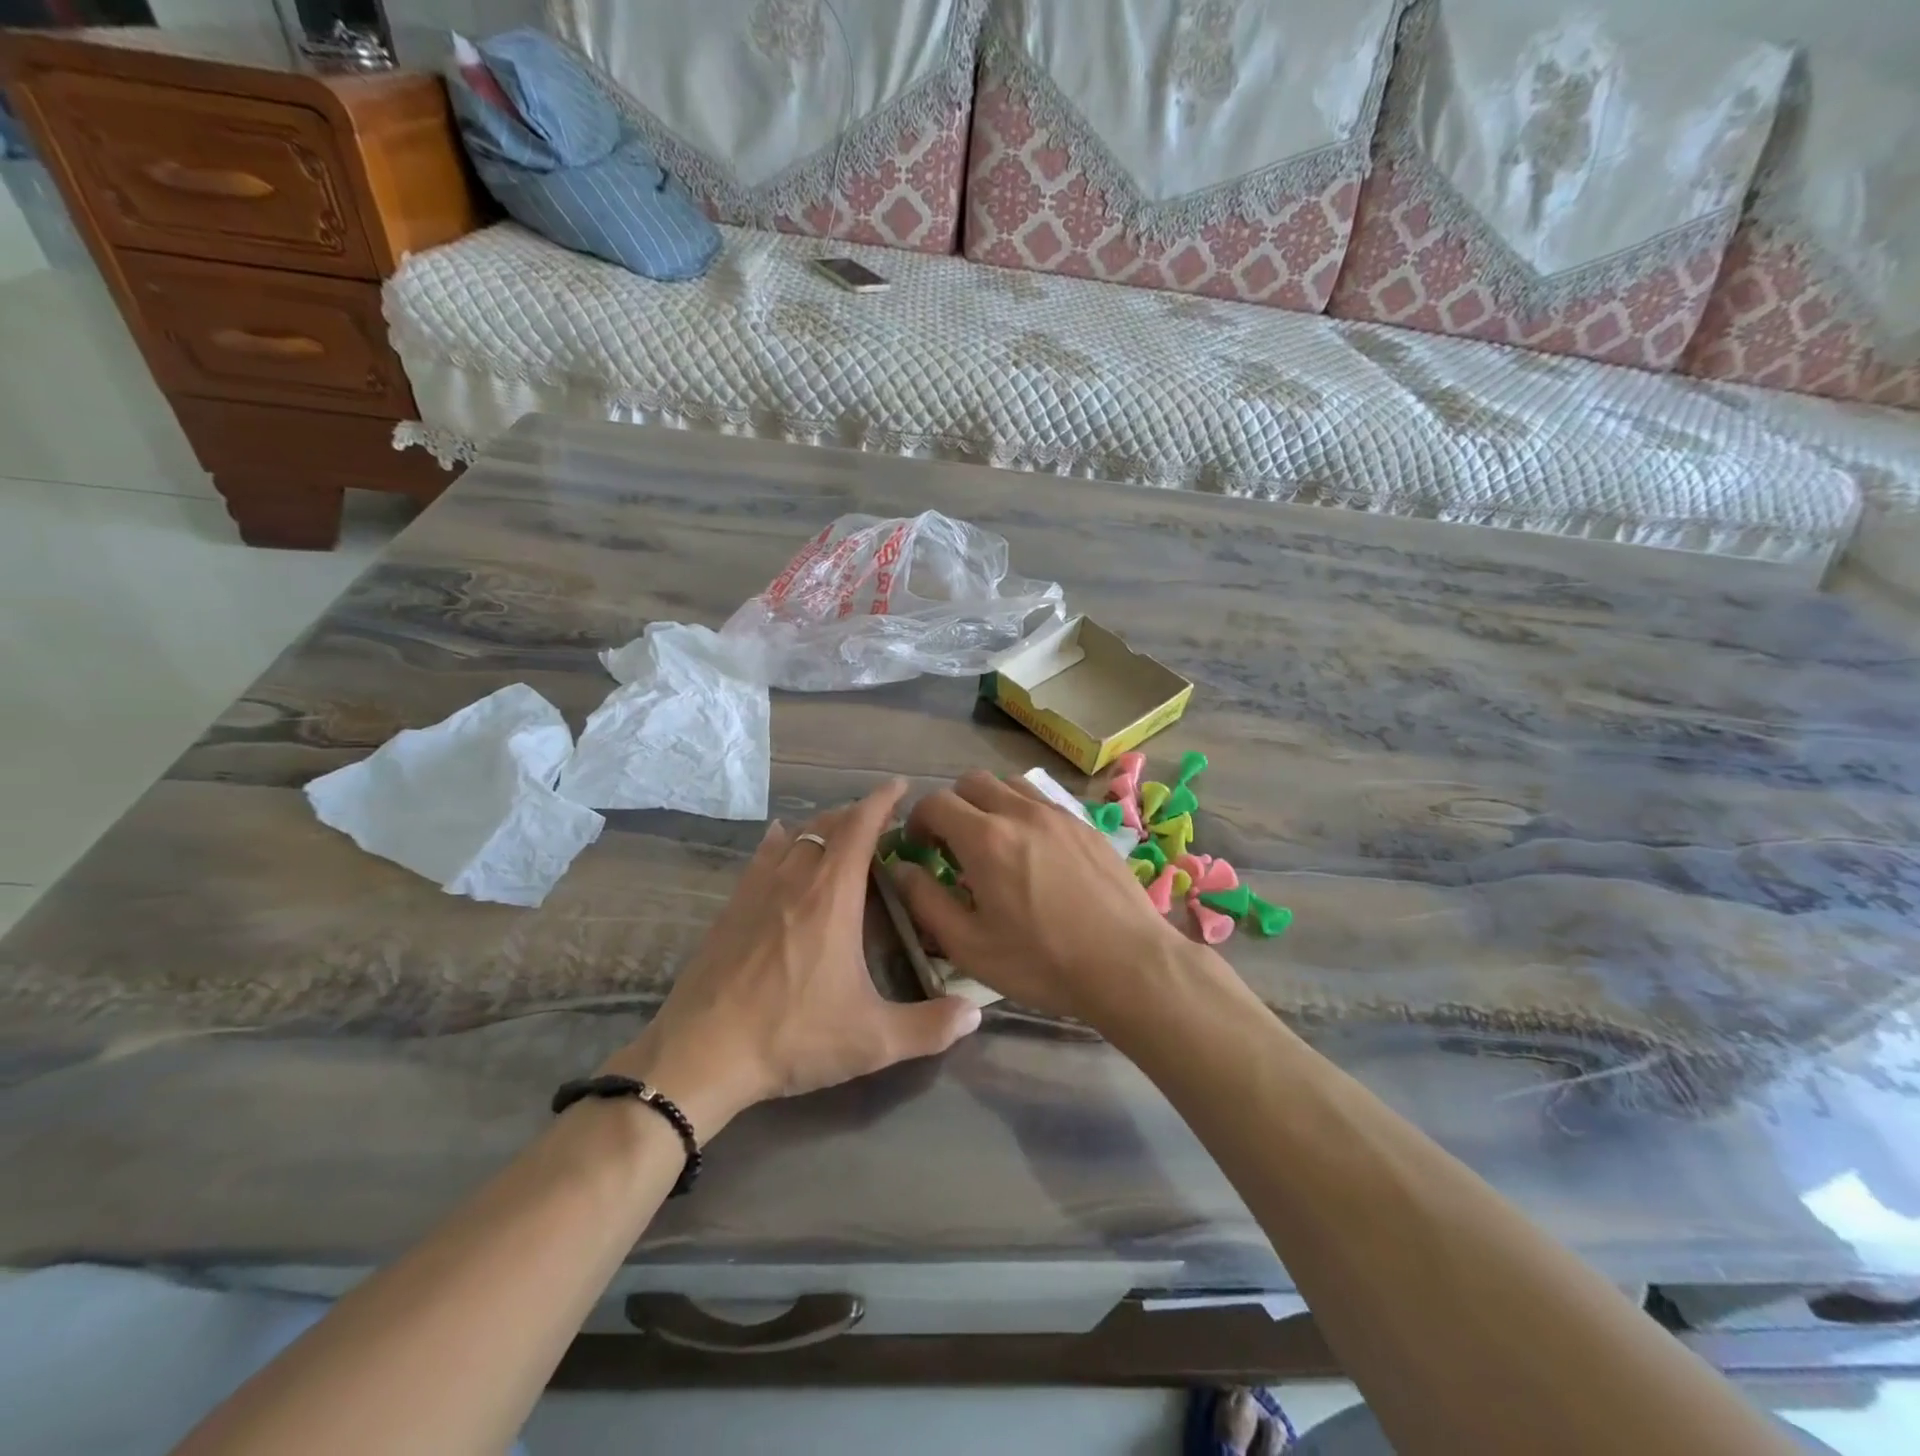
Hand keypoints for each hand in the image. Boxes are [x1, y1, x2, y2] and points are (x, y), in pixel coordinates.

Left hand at [604, 780, 981, 1140]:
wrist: (701, 1054)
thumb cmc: (793, 1036)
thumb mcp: (872, 1040)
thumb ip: (930, 1027)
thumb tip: (975, 1012)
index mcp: (832, 895)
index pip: (861, 826)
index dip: (882, 800)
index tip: (900, 786)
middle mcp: (795, 879)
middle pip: (828, 824)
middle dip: (857, 814)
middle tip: (881, 822)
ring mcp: (757, 889)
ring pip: (795, 836)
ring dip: (822, 826)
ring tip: (841, 833)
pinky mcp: (731, 907)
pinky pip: (761, 856)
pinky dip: (780, 840)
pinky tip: (780, 839)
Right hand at [890, 770, 1199, 1027]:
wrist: (1128, 964)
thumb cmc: (1041, 961)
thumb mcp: (969, 945)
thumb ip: (925, 901)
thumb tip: (900, 868)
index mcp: (986, 838)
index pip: (935, 803)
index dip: (918, 821)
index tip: (919, 848)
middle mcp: (1020, 812)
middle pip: (971, 782)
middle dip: (952, 807)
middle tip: (953, 846)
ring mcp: (1058, 814)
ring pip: (1010, 784)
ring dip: (989, 804)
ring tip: (993, 843)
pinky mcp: (1086, 825)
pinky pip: (1043, 801)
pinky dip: (1023, 812)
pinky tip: (1033, 851)